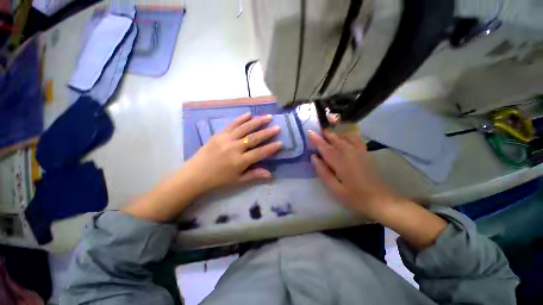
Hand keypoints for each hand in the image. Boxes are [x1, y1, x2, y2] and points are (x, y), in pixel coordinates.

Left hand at [184, 113, 282, 194]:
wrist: (195, 175)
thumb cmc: (218, 180)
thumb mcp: (237, 181)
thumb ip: (254, 175)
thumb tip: (270, 175)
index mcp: (240, 161)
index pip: (260, 153)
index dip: (271, 148)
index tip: (281, 143)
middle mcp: (234, 148)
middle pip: (254, 138)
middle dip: (267, 132)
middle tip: (277, 127)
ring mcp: (226, 139)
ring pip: (244, 128)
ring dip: (257, 122)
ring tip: (267, 117)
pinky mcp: (218, 134)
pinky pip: (232, 124)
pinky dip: (241, 119)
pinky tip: (248, 114)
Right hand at [308, 129, 401, 218]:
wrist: (382, 200)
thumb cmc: (355, 197)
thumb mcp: (335, 189)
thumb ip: (323, 172)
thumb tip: (313, 157)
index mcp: (340, 162)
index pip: (325, 147)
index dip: (316, 139)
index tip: (309, 131)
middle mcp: (349, 153)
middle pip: (335, 140)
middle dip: (325, 134)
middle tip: (316, 130)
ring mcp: (359, 152)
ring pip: (344, 138)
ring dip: (334, 134)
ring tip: (326, 132)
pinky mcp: (365, 154)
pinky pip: (355, 139)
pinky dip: (348, 135)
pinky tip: (345, 135)